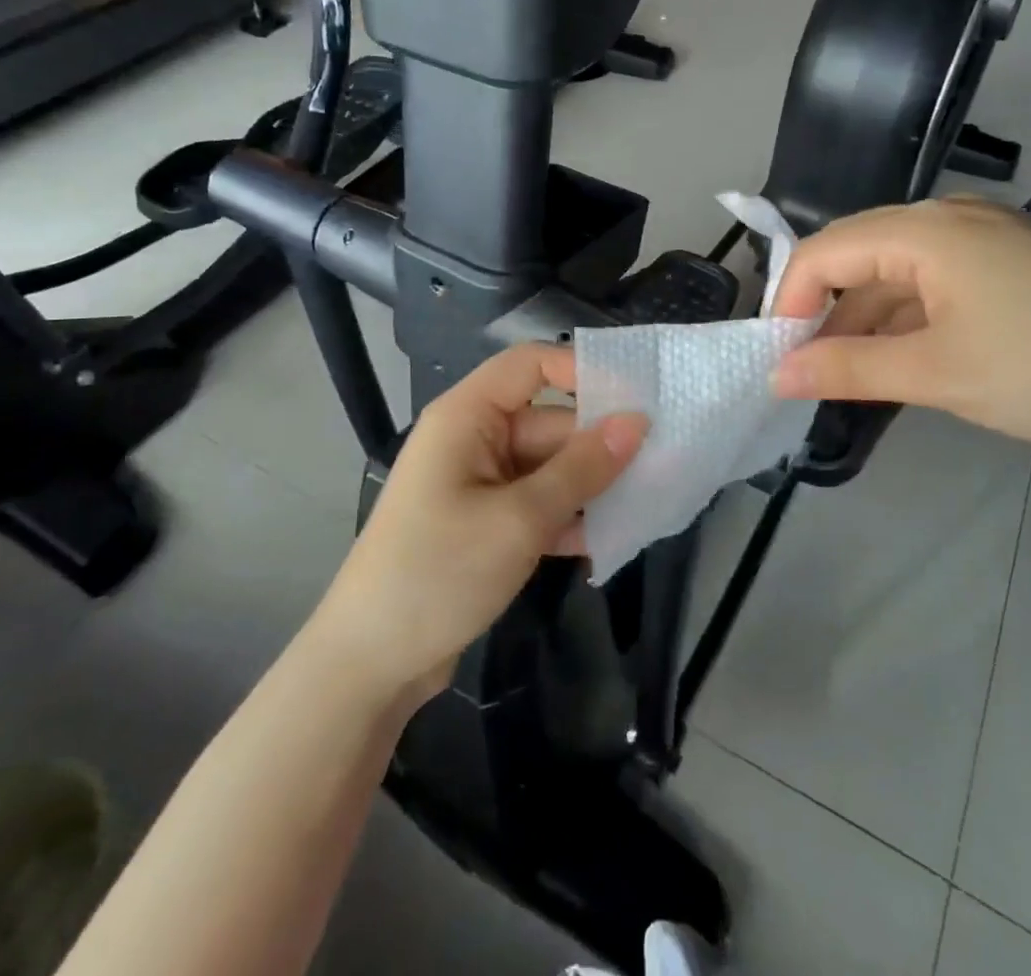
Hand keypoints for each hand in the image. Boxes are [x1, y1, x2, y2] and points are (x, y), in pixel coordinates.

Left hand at [312, 344, 646, 703]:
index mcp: (467, 416)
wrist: (370, 666)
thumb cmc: (438, 573)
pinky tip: (610, 539)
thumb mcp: (519, 519)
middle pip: (549, 421)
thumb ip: (582, 468)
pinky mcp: (486, 523)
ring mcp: (480, 484)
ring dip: (590, 486)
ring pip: (550, 466)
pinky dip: (569, 517)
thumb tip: (636, 421)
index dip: (582, 371)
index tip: (636, 401)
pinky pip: (539, 503)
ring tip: (646, 502)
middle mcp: (474, 439)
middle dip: (598, 444)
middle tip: (661, 465)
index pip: (531, 364)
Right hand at [770, 198, 1030, 449]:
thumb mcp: (939, 374)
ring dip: (865, 320)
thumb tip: (776, 374)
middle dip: (824, 313)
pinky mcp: (1010, 262)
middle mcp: (949, 218)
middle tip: (807, 372)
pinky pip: (934, 282)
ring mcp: (985, 237)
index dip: (790, 302)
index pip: (823, 250)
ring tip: (848, 376)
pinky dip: (906, 319)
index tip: (779, 358)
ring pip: (895, 272)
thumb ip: (848, 368)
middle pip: (857, 255)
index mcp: (926, 230)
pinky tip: (902, 361)